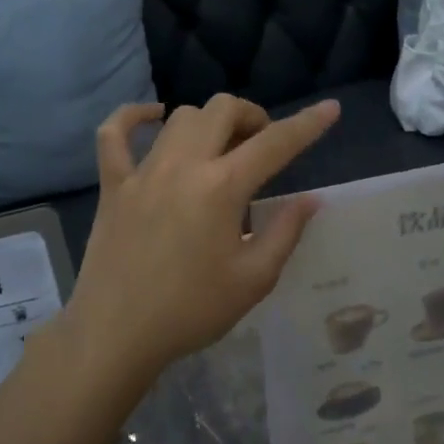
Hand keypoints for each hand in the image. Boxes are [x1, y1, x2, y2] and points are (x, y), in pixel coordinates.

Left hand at [62, 94, 339, 384]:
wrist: (117, 333)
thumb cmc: (191, 311)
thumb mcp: (253, 279)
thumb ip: (285, 232)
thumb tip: (311, 199)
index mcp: (222, 188)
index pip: (275, 143)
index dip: (308, 124)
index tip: (330, 110)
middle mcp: (183, 165)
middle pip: (222, 110)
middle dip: (253, 116)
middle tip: (261, 146)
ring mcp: (142, 171)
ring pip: (180, 118)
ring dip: (209, 122)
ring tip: (219, 148)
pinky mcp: (113, 185)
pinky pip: (114, 133)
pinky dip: (133, 117)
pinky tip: (153, 119)